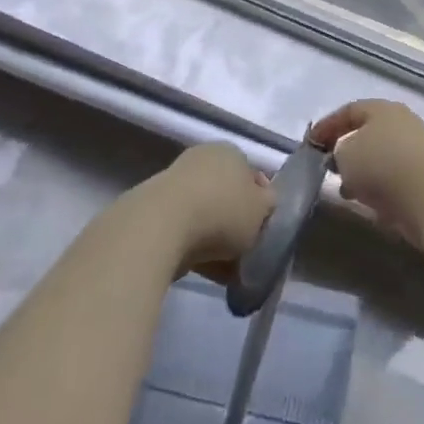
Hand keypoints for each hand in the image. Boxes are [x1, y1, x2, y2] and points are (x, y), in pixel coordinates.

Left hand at [146, 143, 274, 276]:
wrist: (162, 227)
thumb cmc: (222, 210)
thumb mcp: (261, 208)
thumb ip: (268, 203)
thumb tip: (264, 202)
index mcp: (230, 151)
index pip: (251, 174)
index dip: (260, 202)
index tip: (262, 227)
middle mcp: (202, 159)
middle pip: (227, 194)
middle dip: (236, 222)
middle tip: (245, 250)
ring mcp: (175, 184)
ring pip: (206, 215)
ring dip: (216, 239)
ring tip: (227, 270)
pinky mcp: (155, 211)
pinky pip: (185, 231)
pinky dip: (196, 249)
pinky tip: (205, 272)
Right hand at [309, 100, 423, 247]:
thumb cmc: (382, 164)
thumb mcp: (345, 153)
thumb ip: (337, 151)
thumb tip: (343, 157)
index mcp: (382, 109)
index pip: (349, 110)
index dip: (327, 125)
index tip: (310, 144)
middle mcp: (401, 123)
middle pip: (367, 133)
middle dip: (345, 149)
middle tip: (328, 166)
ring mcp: (416, 150)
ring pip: (380, 157)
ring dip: (361, 172)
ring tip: (345, 190)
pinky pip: (393, 178)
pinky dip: (377, 188)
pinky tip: (367, 202)